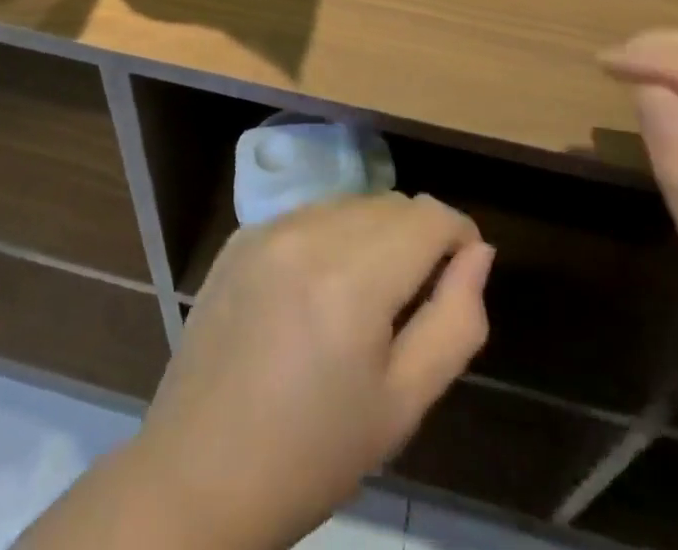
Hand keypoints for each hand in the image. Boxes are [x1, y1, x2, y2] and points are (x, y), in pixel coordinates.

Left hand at [129, 193, 493, 549]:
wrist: (199, 474)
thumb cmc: (313, 453)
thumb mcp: (403, 404)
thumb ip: (455, 321)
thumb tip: (479, 253)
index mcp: (353, 278)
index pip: (429, 216)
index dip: (459, 235)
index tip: (463, 271)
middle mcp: (310, 233)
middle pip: (391, 204)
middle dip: (418, 236)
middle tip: (415, 297)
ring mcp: (269, 227)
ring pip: (350, 202)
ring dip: (374, 232)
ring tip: (366, 295)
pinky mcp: (241, 235)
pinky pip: (309, 214)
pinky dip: (331, 235)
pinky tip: (319, 288)